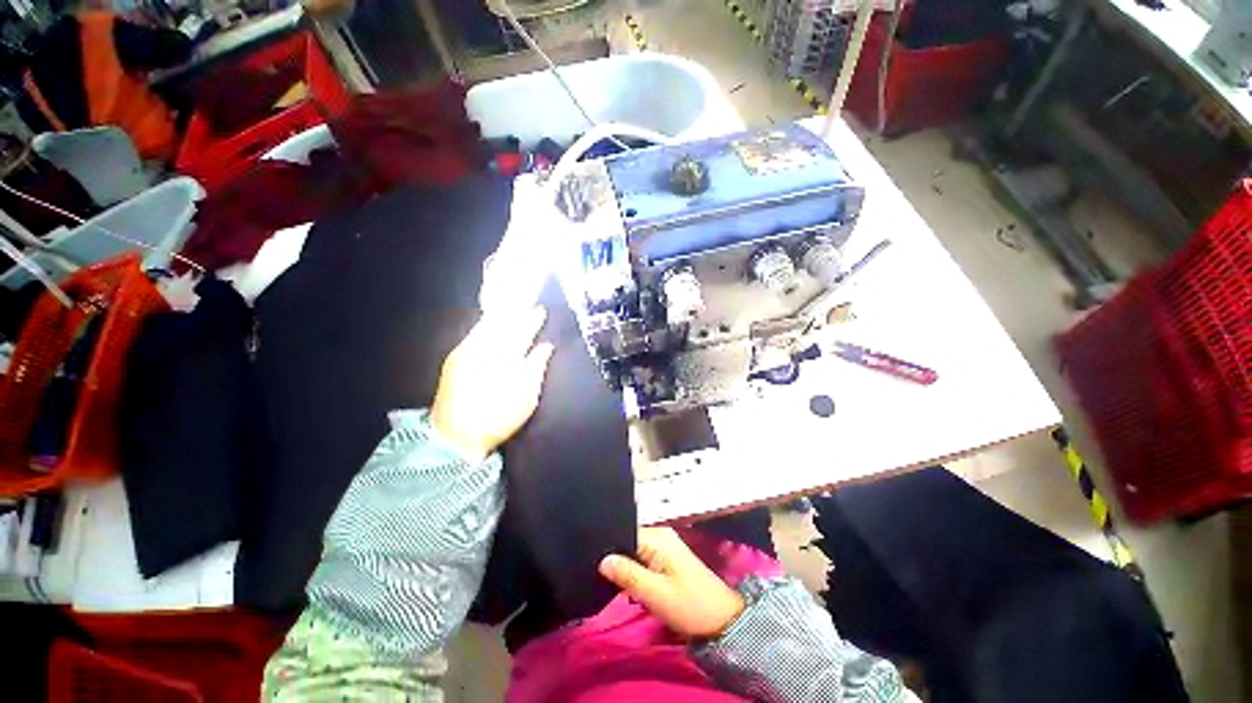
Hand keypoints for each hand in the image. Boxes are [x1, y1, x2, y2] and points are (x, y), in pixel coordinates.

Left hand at [430, 307, 554, 462]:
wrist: (454, 436)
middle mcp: (484, 347)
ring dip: (500, 316)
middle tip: (525, 304)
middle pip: (502, 322)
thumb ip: (537, 366)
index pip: (522, 330)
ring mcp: (465, 350)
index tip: (540, 310)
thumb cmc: (499, 416)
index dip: (532, 319)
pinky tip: (490, 325)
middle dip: (515, 312)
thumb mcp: (527, 395)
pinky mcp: (454, 358)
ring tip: (510, 310)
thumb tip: (546, 346)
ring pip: (486, 324)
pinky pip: (474, 332)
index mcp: (505, 356)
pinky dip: (486, 325)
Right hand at [599, 527, 745, 638]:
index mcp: (658, 537)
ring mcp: (664, 546)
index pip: (624, 531)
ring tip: (602, 577)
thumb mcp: (655, 594)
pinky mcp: (666, 558)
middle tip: (593, 571)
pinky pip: (641, 557)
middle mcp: (660, 536)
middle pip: (627, 539)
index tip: (589, 558)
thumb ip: (628, 574)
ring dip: (622, 564)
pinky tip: (621, 581)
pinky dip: (632, 569)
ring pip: (633, 550)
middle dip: (613, 556)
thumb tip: (602, 559)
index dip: (607, 545)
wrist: (721, 620)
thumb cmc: (689, 606)